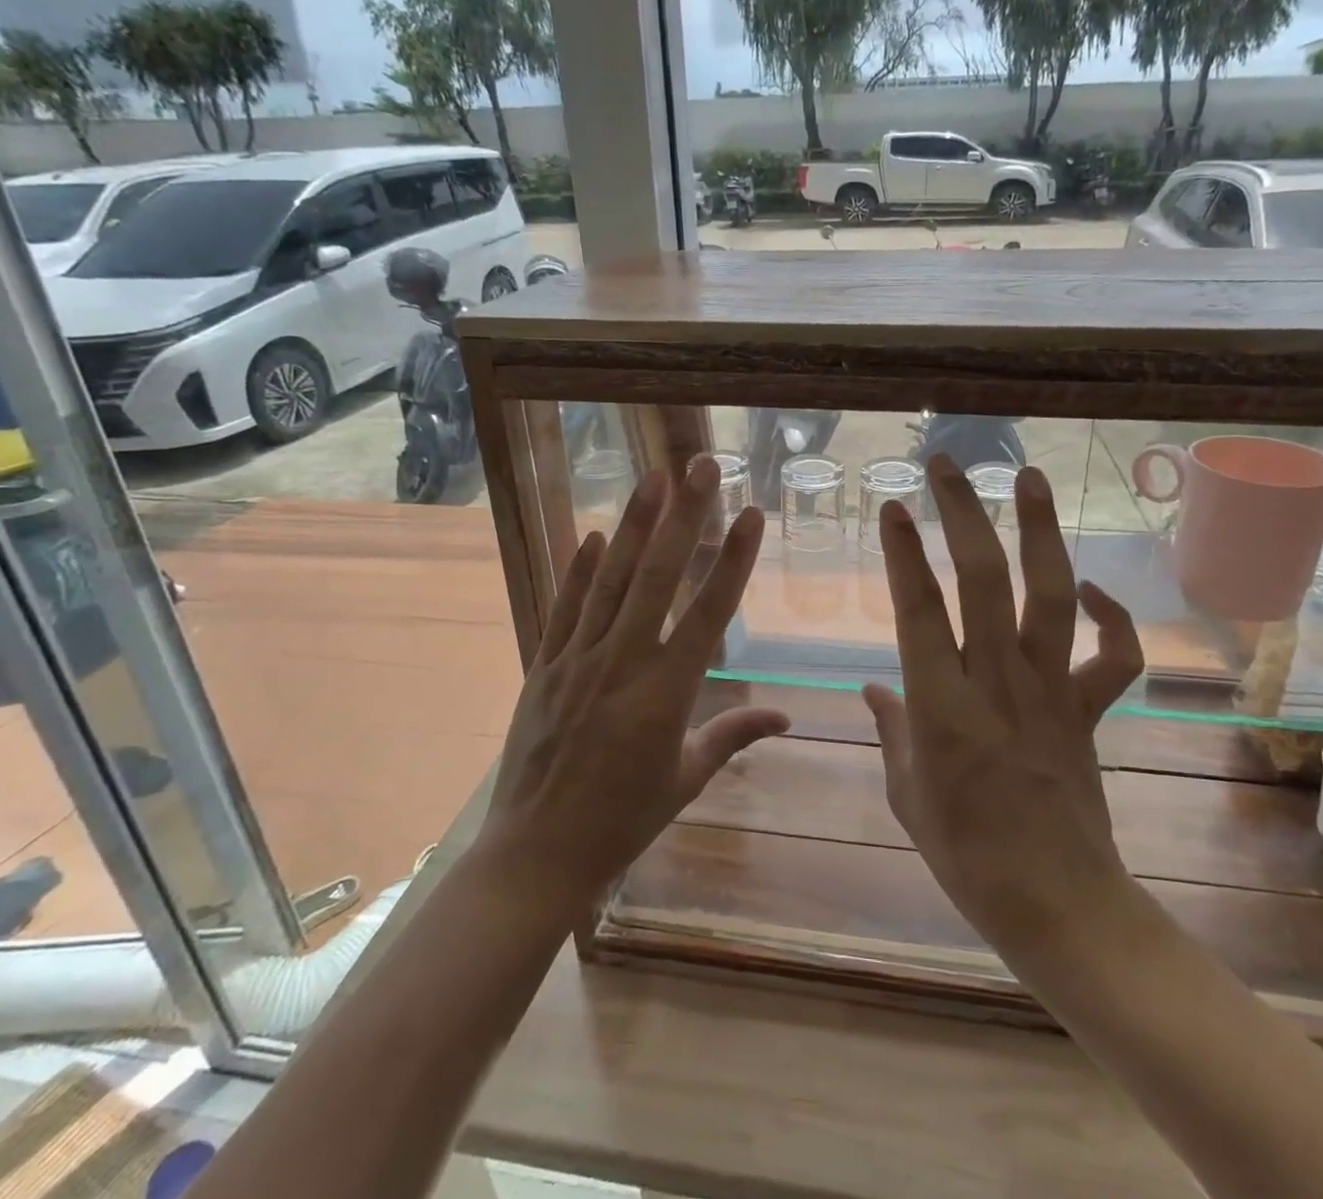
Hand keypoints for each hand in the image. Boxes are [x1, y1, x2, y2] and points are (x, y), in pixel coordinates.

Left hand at [479, 456, 787, 911]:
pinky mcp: (543, 667)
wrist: (536, 855)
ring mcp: (577, 661)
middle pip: (659, 577)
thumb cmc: (622, 820)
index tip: (751, 514)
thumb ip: (733, 736)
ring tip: (653, 479)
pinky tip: (596, 534)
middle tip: (701, 466)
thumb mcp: (686, 779)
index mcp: (667, 693)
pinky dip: (580, 570)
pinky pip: (564, 609)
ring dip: (635, 526)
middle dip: (684, 516)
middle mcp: (623, 663)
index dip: (734, 559)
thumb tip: (786, 717)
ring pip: (610, 580)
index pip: (710, 612)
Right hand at [864, 455, 1144, 968]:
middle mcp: (997, 683)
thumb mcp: (906, 794)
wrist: (1059, 905)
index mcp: (942, 707)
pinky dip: (1111, 616)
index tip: (893, 505)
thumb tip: (873, 687)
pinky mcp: (1088, 709)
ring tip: (1029, 480)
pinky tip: (1089, 588)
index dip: (904, 552)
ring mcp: (1051, 691)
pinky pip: (1115, 655)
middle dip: (963, 514)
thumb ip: (890, 729)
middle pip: (983, 580)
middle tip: (948, 465)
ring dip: (1040, 532)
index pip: (918, 610)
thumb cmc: (965, 854)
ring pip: (1049, 596)